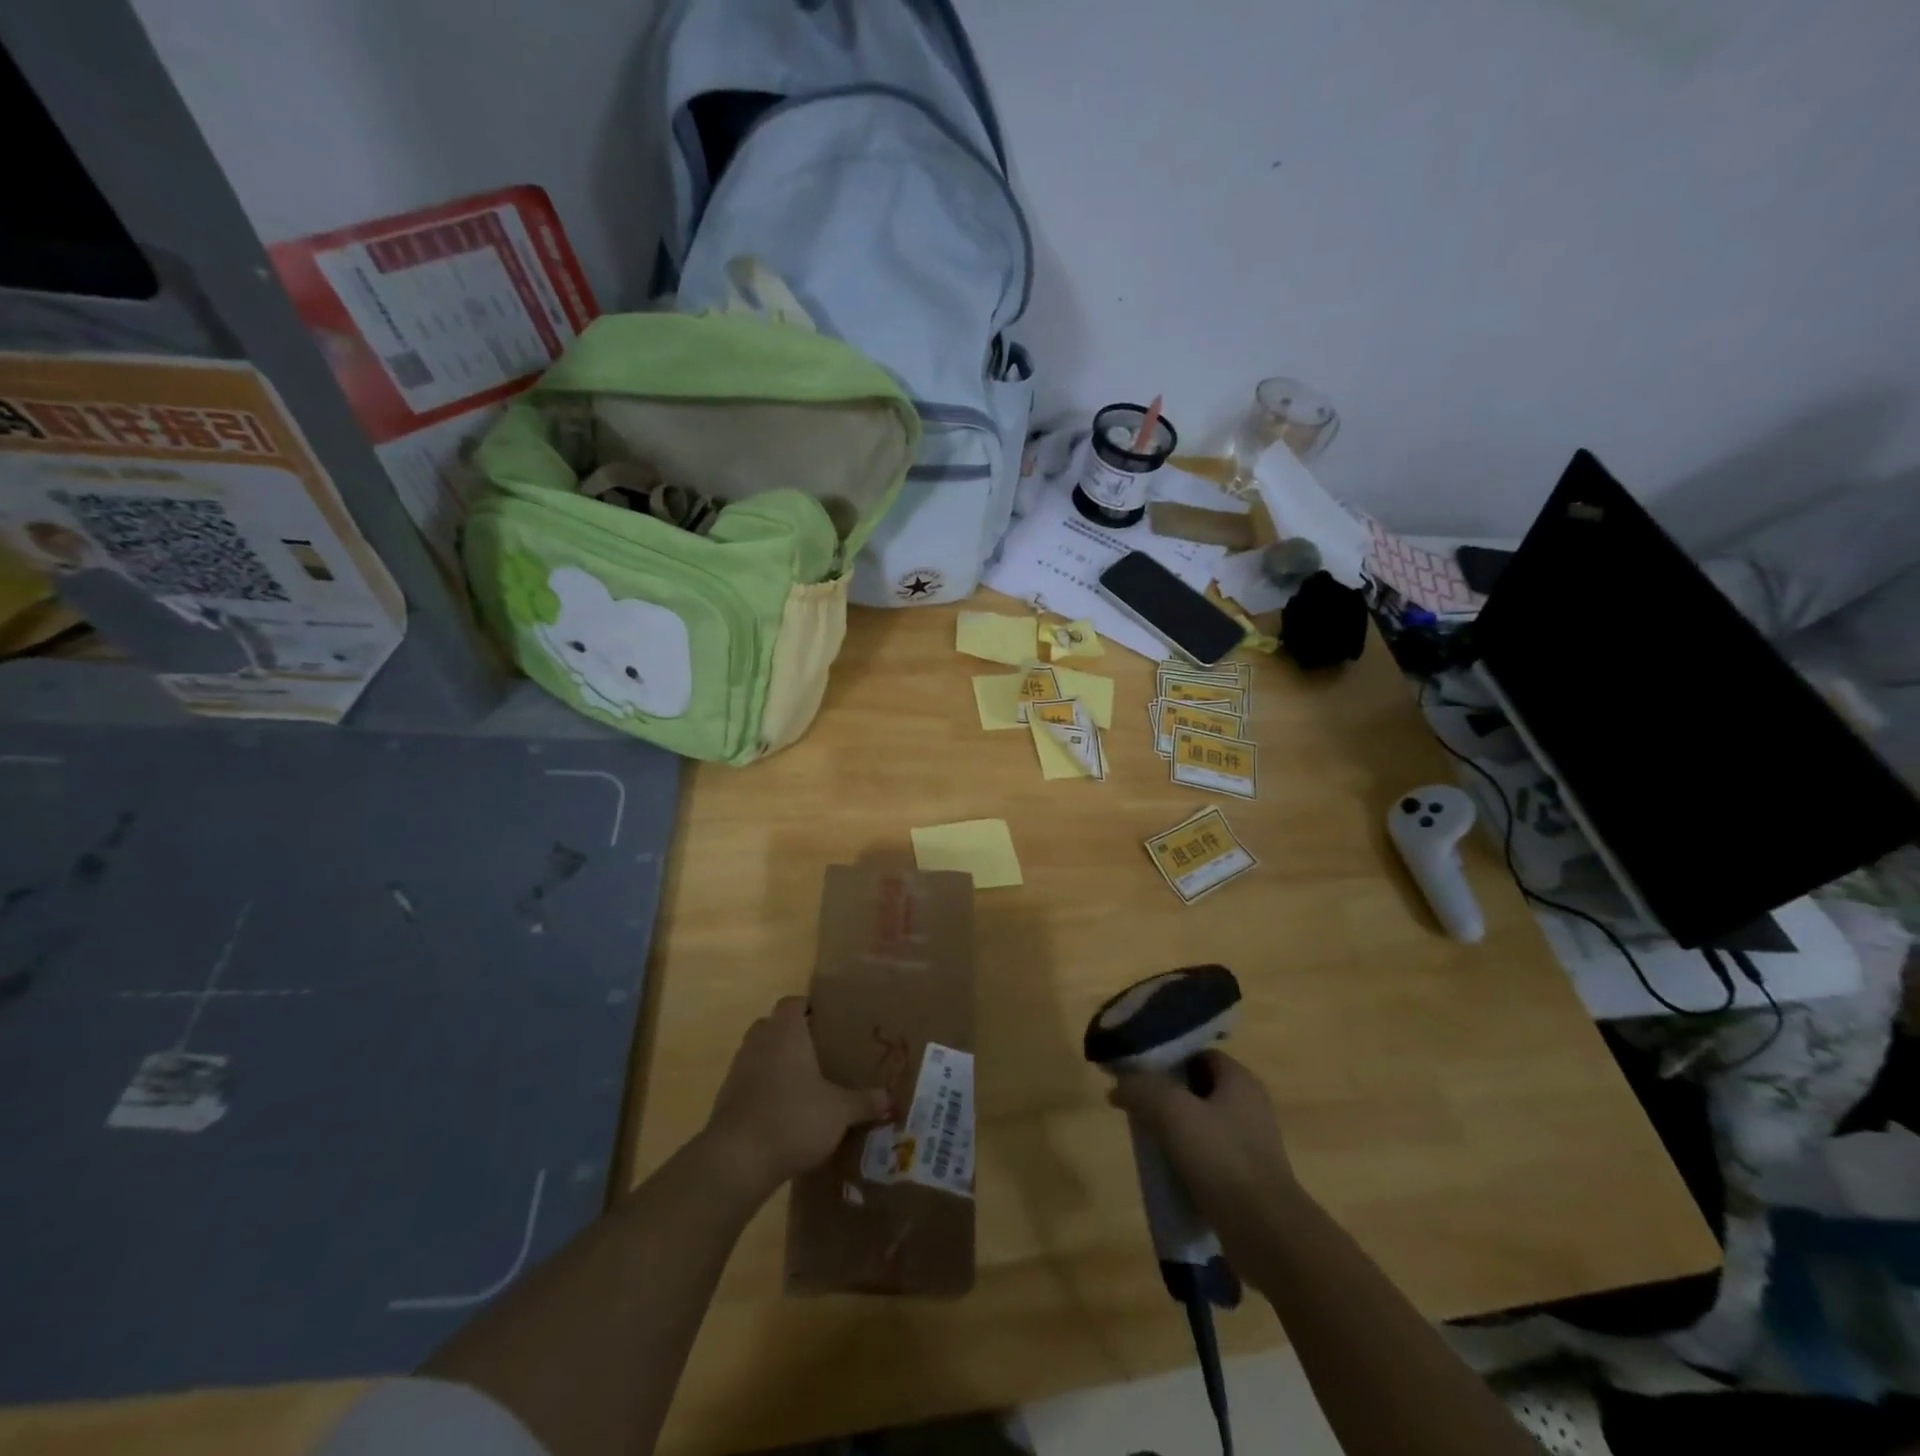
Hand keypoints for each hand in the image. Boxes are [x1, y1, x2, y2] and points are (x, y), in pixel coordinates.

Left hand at [701, 997, 891, 1197]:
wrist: (737, 1160)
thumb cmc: (793, 1117)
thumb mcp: (840, 1111)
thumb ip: (864, 1102)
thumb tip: (890, 1099)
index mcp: (786, 1031)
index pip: (793, 1002)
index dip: (809, 1007)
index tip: (827, 1020)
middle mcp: (759, 1041)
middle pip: (773, 1025)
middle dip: (793, 1035)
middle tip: (819, 1051)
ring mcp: (737, 1069)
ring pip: (759, 1053)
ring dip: (776, 1063)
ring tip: (803, 1083)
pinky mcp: (725, 1099)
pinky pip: (749, 1082)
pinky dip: (763, 1089)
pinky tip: (783, 1112)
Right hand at [1109, 1051, 1296, 1242]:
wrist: (1268, 1235)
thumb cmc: (1223, 1160)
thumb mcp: (1173, 1112)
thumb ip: (1142, 1089)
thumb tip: (1118, 1084)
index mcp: (1239, 1080)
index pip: (1197, 1054)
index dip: (1166, 1058)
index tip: (1137, 1070)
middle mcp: (1249, 1105)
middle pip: (1196, 1088)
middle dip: (1165, 1094)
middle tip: (1135, 1103)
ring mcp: (1250, 1144)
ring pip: (1200, 1123)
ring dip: (1173, 1128)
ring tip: (1145, 1137)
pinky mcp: (1246, 1177)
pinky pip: (1208, 1155)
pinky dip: (1185, 1157)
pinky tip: (1165, 1168)